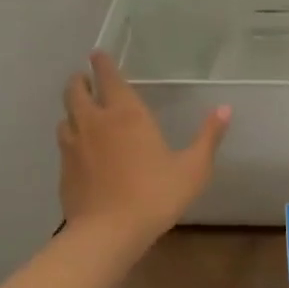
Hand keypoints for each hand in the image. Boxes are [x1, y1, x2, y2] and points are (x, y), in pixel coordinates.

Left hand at [57, 50, 229, 241]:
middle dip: (80, 80)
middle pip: (75, 89)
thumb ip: (208, 137)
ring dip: (72, 108)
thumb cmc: (155, 195)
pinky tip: (80, 147)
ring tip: (82, 111)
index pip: (108, 77)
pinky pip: (63, 141)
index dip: (102, 63)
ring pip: (65, 115)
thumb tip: (225, 109)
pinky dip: (70, 135)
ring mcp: (73, 144)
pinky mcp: (63, 168)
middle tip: (87, 79)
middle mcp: (95, 121)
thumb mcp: (193, 168)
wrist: (107, 233)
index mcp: (126, 114)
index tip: (98, 54)